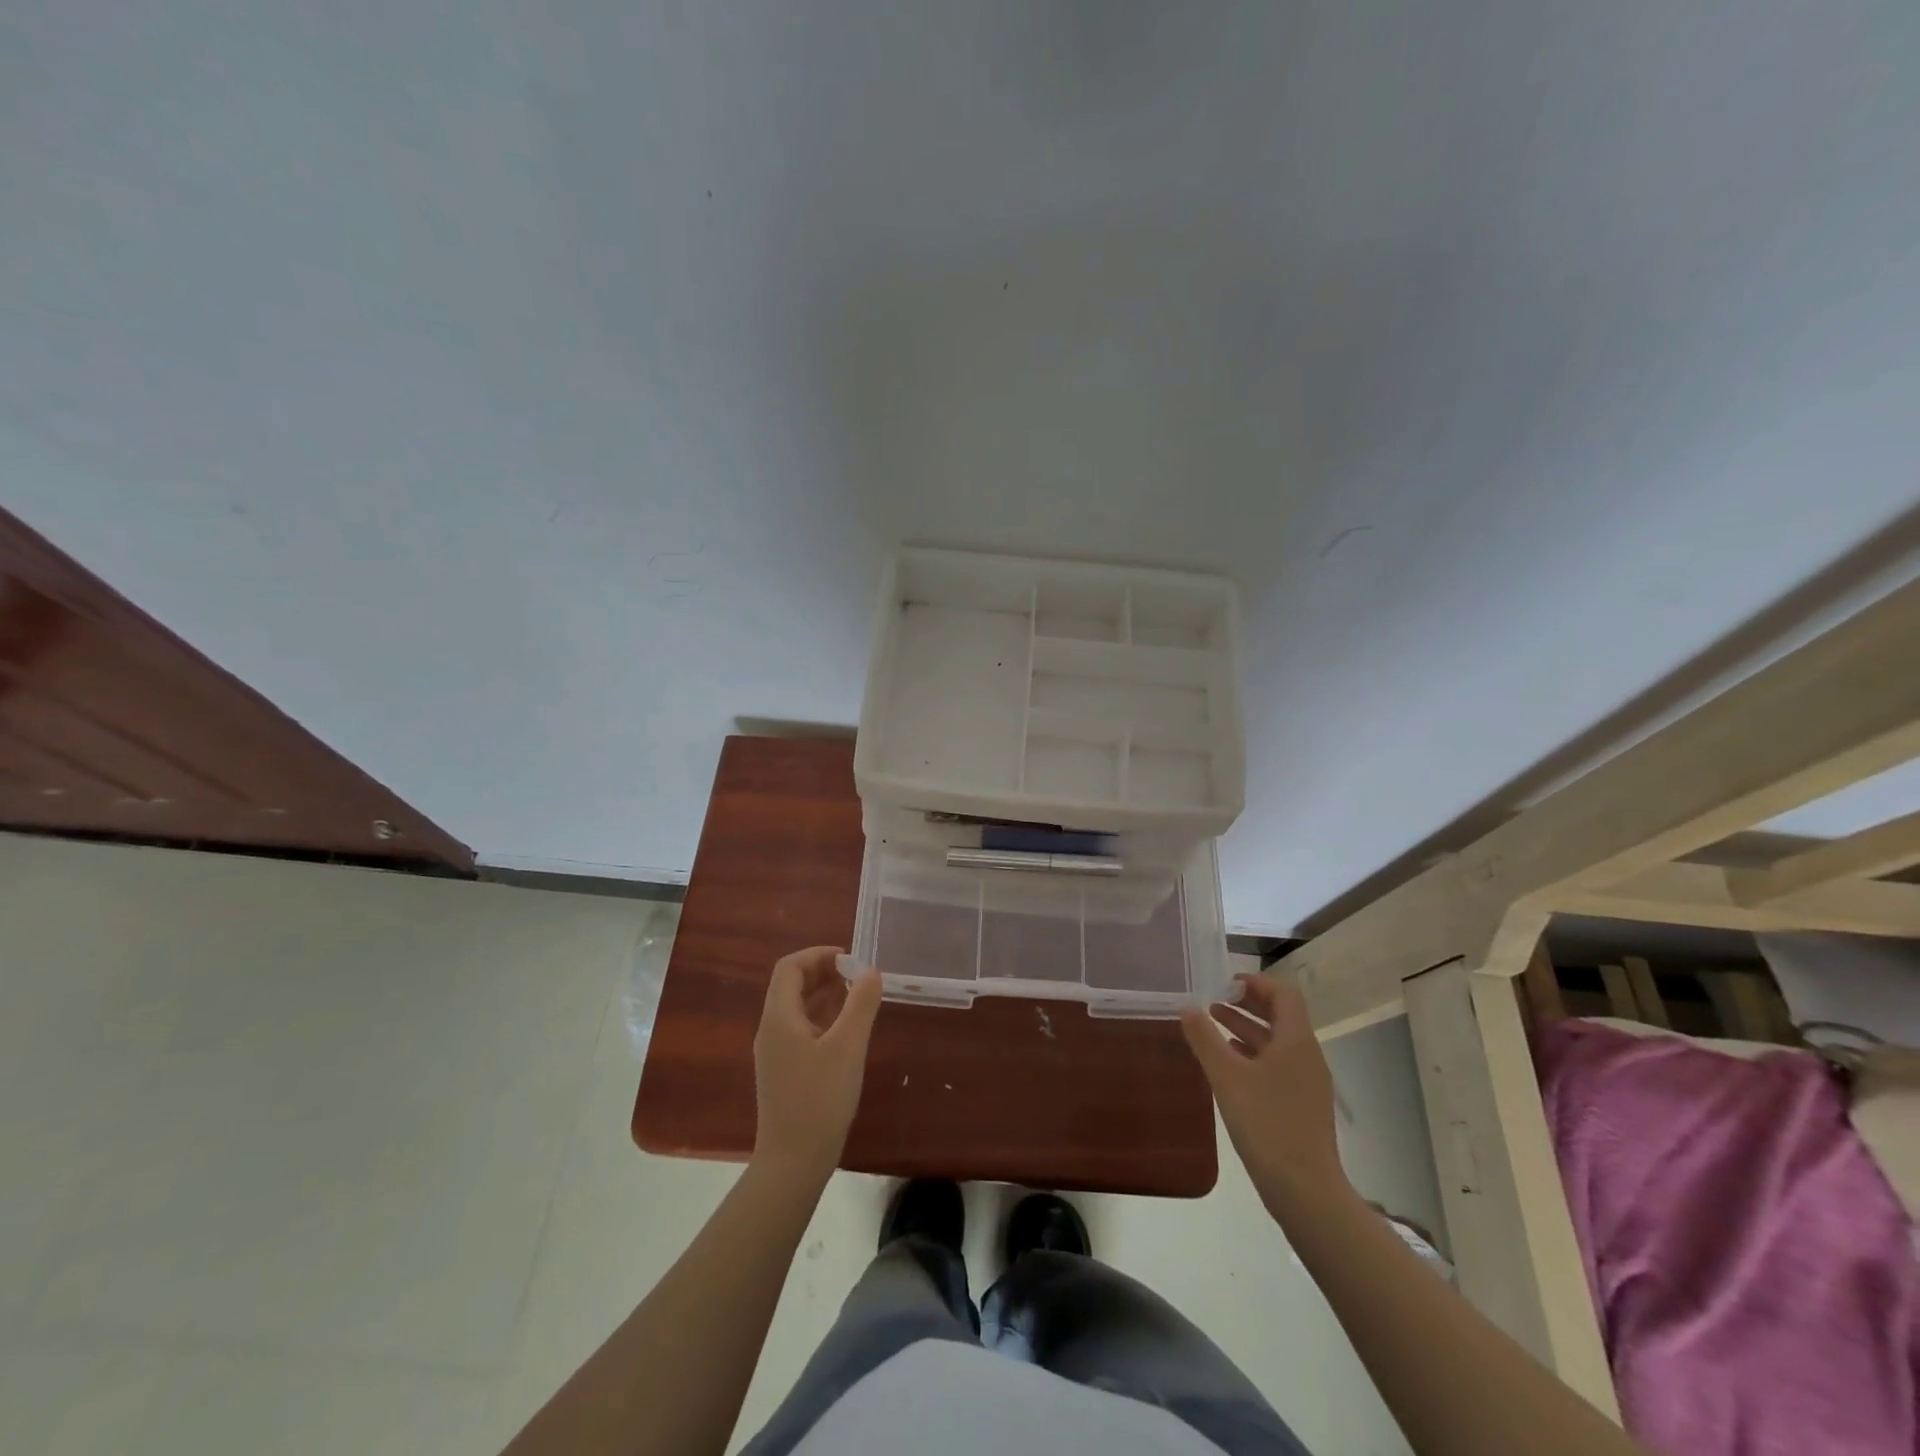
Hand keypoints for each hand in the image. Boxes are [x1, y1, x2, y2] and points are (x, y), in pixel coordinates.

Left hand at [751, 947, 882, 1179]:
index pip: (790, 967)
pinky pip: (800, 1029)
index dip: (817, 955)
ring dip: (823, 994)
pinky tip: (846, 1030)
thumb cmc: (820, 1100)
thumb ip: (860, 1004)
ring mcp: (775, 1053)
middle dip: (822, 972)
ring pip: (796, 1008)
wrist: (793, 1163)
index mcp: (779, 1018)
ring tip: (856, 996)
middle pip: (790, 985)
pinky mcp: (783, 1072)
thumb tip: (870, 970)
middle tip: (857, 975)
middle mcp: (771, 1030)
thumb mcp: (848, 1047)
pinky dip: (822, 1017)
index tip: (849, 958)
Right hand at [1181, 974, 1349, 1212]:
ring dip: (1246, 1028)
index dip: (1255, 982)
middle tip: (1212, 999)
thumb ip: (1205, 1038)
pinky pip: (1277, 1065)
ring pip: (1277, 1042)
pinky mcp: (1302, 1105)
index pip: (1283, 993)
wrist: (1306, 1190)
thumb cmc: (1267, 1124)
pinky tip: (1228, 1064)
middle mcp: (1307, 1055)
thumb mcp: (1227, 1076)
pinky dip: (1252, 1054)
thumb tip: (1187, 1007)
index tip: (1223, 982)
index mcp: (1296, 1040)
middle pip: (1280, 1015)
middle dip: (1246, 1003)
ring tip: (1212, 1024)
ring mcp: (1307, 1082)